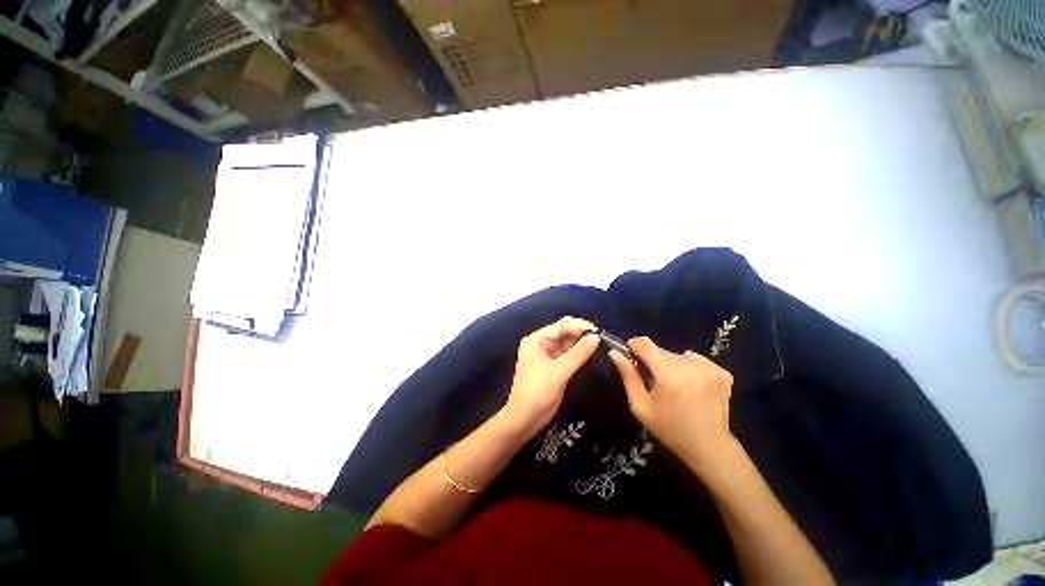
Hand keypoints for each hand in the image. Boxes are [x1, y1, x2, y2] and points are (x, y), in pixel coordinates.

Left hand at [503, 316, 599, 433]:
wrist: (525, 418)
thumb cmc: (538, 392)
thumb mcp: (559, 372)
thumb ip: (578, 353)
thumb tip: (596, 337)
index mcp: (536, 340)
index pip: (560, 326)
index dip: (578, 326)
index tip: (598, 330)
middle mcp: (541, 344)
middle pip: (563, 332)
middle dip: (580, 331)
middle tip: (600, 335)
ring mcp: (547, 355)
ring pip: (567, 342)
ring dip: (580, 341)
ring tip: (599, 341)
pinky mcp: (554, 366)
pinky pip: (568, 353)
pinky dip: (578, 351)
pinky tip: (590, 350)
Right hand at [609, 337, 735, 472]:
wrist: (709, 447)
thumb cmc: (669, 428)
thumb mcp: (641, 406)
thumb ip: (628, 376)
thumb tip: (614, 353)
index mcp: (669, 375)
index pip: (645, 344)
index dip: (635, 346)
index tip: (632, 356)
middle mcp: (690, 367)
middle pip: (662, 351)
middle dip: (654, 361)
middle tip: (655, 381)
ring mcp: (710, 369)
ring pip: (679, 355)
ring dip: (672, 365)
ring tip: (676, 385)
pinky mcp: (722, 373)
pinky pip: (696, 360)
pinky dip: (690, 368)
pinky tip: (693, 386)